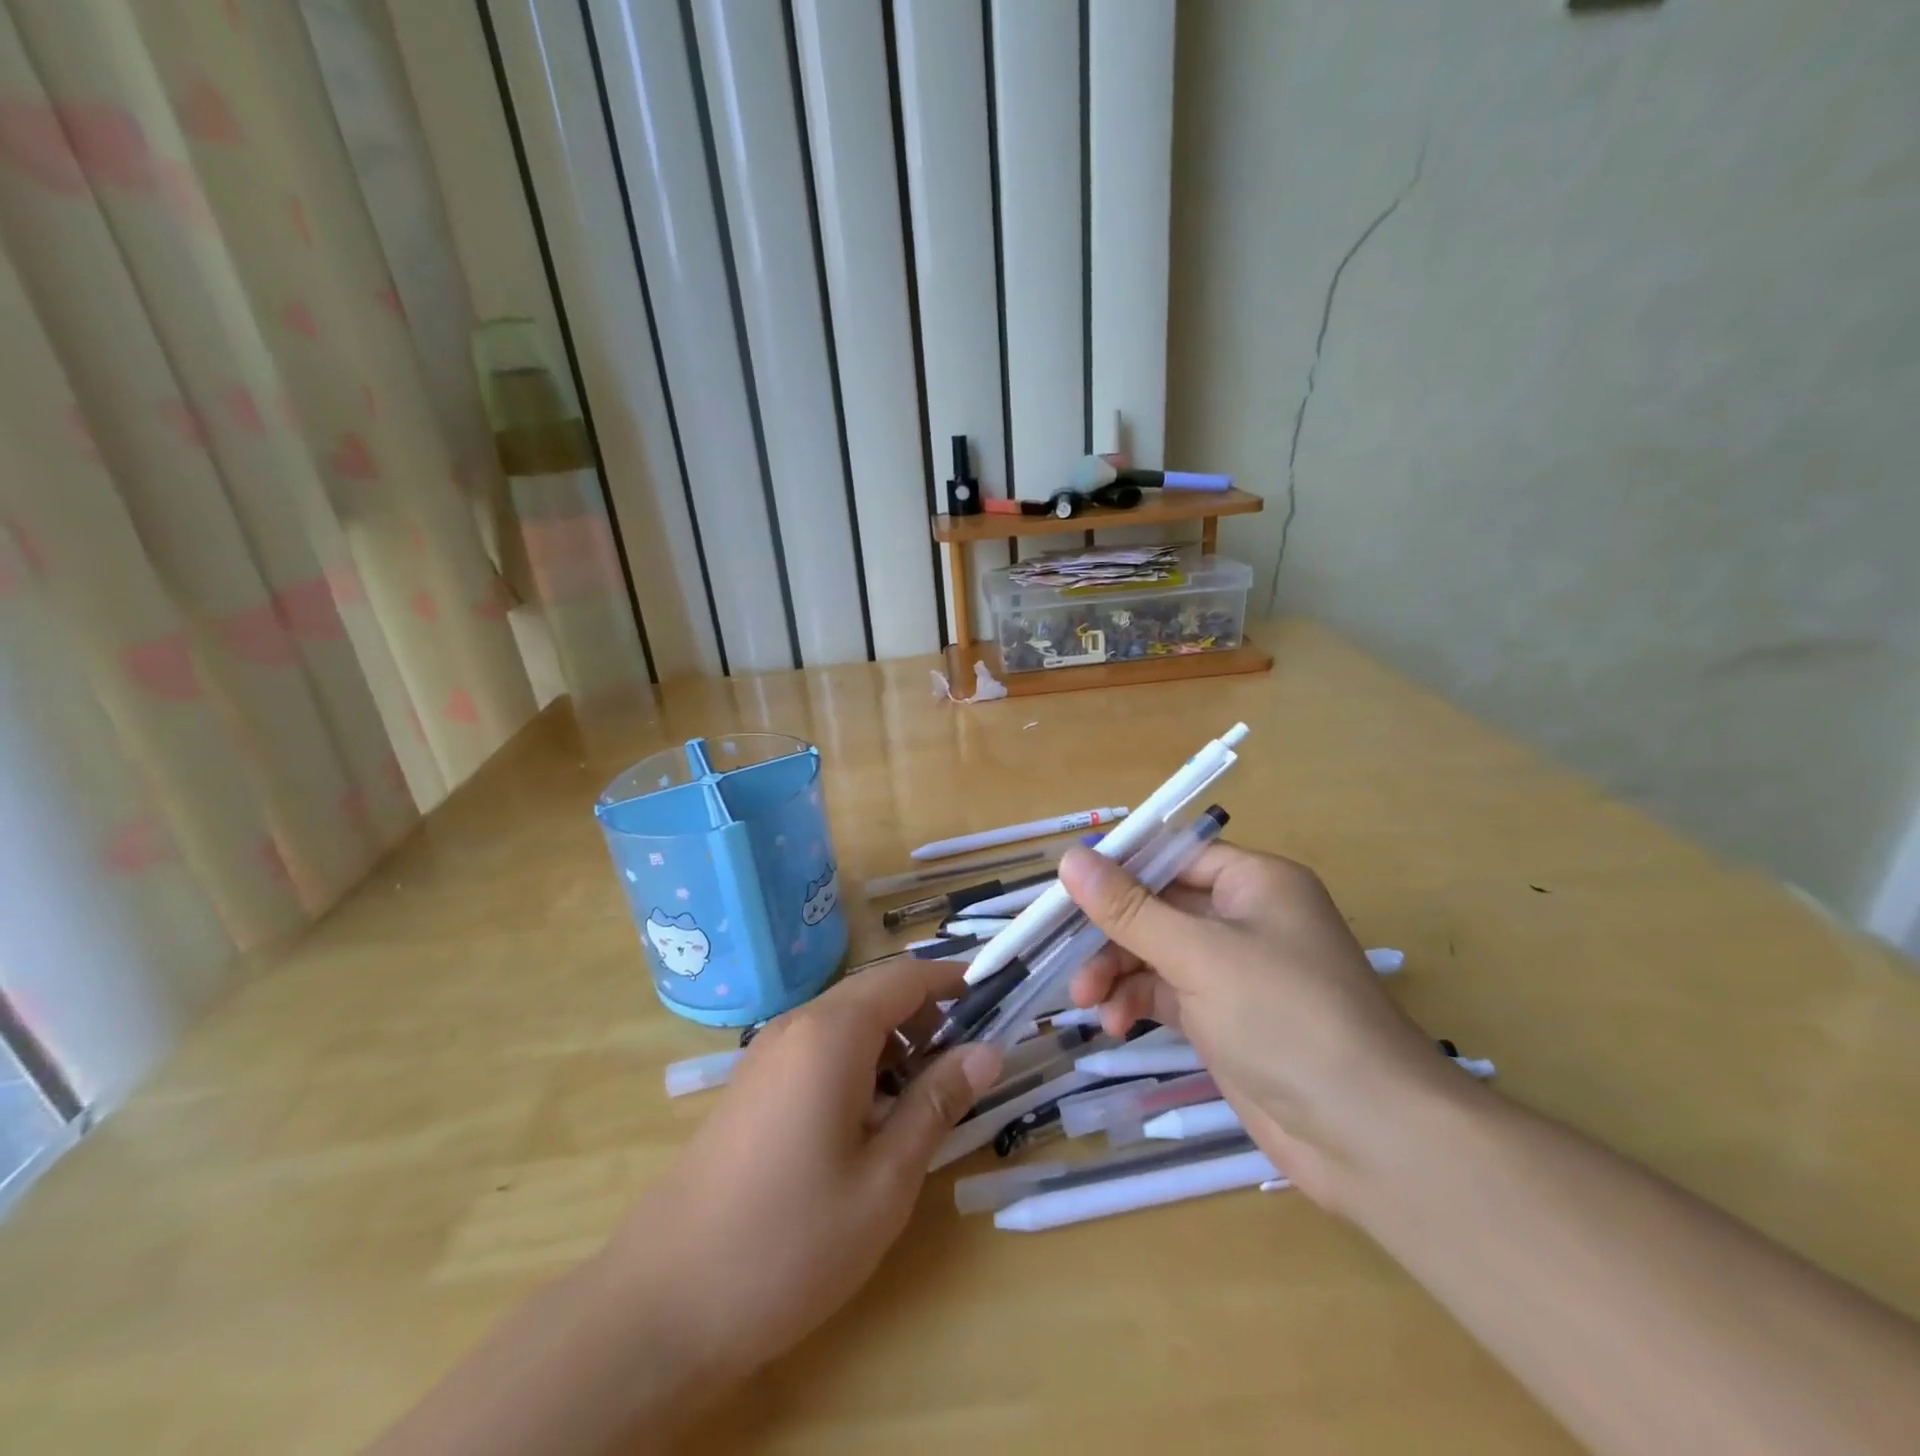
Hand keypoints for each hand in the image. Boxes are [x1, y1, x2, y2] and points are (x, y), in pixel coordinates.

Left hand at [600, 958, 1001, 1389]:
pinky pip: (819, 1048)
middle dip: (927, 1015)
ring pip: (847, 1021)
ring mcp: (768, 1053)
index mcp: (832, 1033)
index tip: (996, 997)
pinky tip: (871, 1119)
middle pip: (876, 994)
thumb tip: (988, 1050)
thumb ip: (937, 1103)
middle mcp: (797, 1025)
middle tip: (968, 1062)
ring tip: (924, 1097)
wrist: (663, 1303)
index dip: (953, 981)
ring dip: (894, 1042)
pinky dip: (859, 1062)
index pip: (905, 977)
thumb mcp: (885, 1179)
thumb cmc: (791, 1240)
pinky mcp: (753, 1084)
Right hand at [1059, 841, 1461, 1210]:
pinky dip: (1136, 1002)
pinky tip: (1114, 1024)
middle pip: (1158, 905)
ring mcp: (1235, 971)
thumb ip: (1130, 909)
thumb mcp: (1200, 955)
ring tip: (1086, 1000)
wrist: (1369, 1137)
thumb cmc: (1287, 1018)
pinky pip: (1166, 992)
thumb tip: (1071, 858)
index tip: (1064, 891)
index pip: (1172, 857)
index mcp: (1254, 882)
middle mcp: (1245, 918)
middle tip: (1066, 957)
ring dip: (1117, 970)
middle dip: (1111, 932)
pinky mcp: (1224, 1018)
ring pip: (1156, 951)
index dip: (1118, 869)